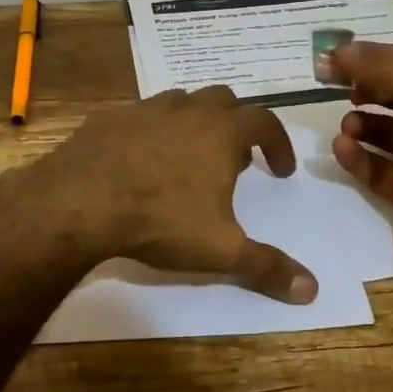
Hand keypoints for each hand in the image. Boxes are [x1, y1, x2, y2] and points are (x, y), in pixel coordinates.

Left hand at [0, 86, 319, 303]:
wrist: (79, 202)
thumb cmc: (160, 220)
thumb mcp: (220, 250)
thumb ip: (267, 267)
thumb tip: (313, 291)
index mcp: (222, 132)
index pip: (265, 122)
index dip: (279, 144)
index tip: (280, 171)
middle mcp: (187, 110)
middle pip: (224, 101)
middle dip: (237, 126)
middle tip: (235, 161)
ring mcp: (145, 109)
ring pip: (182, 102)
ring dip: (195, 123)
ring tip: (190, 158)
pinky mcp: (109, 118)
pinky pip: (141, 116)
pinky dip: (153, 131)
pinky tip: (142, 160)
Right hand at [329, 42, 392, 284]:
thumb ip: (382, 68)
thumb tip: (338, 52)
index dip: (370, 58)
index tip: (332, 59)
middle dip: (366, 89)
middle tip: (333, 88)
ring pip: (386, 134)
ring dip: (362, 125)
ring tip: (346, 125)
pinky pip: (378, 169)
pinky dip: (358, 158)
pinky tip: (341, 148)